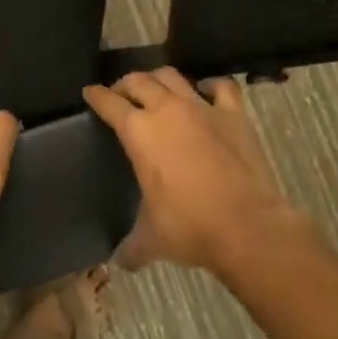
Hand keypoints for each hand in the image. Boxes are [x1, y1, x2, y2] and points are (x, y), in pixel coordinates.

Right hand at [84, 70, 296, 272]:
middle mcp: (166, 110)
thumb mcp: (152, 238)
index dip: (96, 96)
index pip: (109, 103)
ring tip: (156, 88)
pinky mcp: (233, 114)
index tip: (90, 92)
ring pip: (173, 76)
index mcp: (139, 131)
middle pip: (139, 81)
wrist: (247, 226)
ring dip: (160, 79)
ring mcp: (202, 108)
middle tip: (121, 94)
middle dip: (125, 83)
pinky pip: (221, 87)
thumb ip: (132, 246)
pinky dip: (212, 86)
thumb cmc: (190, 227)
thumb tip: (120, 262)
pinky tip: (207, 91)